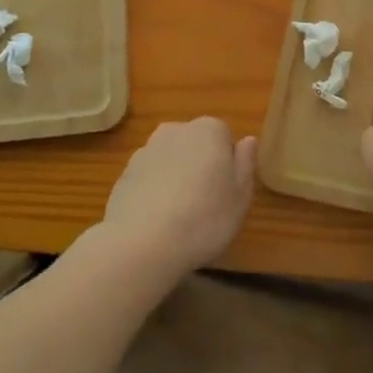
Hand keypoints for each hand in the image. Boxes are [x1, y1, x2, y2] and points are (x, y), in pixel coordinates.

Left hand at [101, 118, 257, 275]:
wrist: (142, 243)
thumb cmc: (204, 217)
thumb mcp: (240, 196)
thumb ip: (246, 163)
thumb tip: (248, 141)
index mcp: (208, 130)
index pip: (224, 137)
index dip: (227, 164)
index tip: (226, 191)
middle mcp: (175, 130)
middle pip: (195, 145)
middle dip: (200, 166)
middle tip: (205, 204)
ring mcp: (146, 151)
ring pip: (170, 160)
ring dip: (175, 178)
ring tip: (179, 216)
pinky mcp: (124, 175)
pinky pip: (148, 178)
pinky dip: (153, 192)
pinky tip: (156, 221)